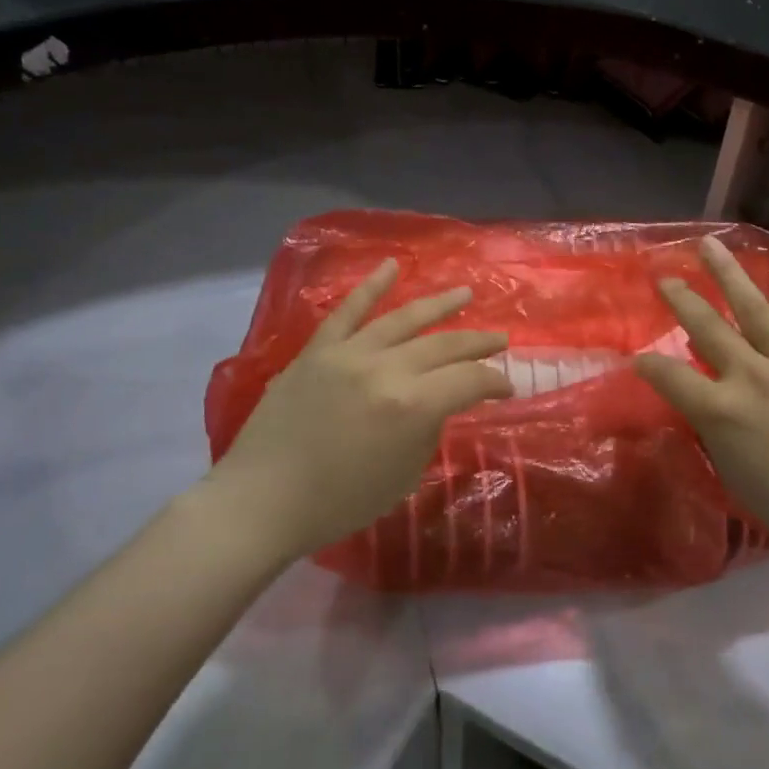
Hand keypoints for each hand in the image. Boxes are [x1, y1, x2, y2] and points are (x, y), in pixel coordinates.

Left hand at [201, 260, 511, 561]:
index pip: (469, 381)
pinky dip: (371, 287)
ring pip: (403, 319)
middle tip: (501, 339)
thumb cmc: (339, 502)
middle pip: (444, 345)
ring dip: (439, 304)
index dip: (495, 382)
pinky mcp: (317, 350)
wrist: (262, 500)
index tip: (507, 387)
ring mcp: (348, 354)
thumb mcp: (403, 476)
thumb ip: (427, 430)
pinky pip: (347, 311)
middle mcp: (385, 369)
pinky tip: (392, 266)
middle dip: (478, 343)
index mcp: (411, 406)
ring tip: (465, 295)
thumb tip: (437, 403)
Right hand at [635, 236, 768, 547]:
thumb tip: (704, 400)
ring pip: (754, 309)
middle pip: (707, 327)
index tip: (636, 358)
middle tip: (664, 276)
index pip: (668, 375)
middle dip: (681, 299)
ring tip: (710, 245)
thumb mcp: (729, 469)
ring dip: (729, 274)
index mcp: (719, 408)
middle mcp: (749, 375)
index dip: (646, 364)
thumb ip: (713, 427)